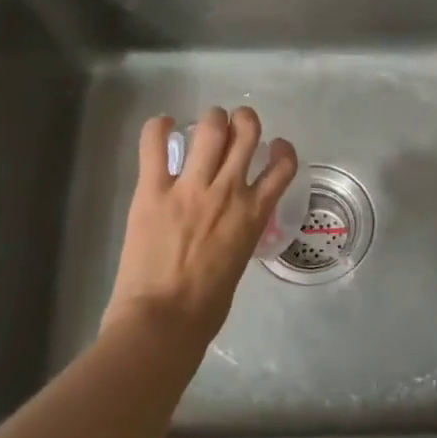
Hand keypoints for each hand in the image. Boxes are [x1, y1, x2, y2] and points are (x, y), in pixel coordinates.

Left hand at [103, 106, 297, 352]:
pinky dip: (158, 128)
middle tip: (236, 123)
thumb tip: (231, 223)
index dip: (283, 150)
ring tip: (207, 122)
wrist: (164, 318)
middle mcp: (228, 191)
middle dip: (244, 120)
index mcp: (254, 214)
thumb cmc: (207, 305)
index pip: (283, 167)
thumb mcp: (239, 261)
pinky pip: (155, 145)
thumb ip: (240, 232)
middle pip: (246, 134)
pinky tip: (162, 125)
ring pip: (210, 130)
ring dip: (212, 119)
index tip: (276, 147)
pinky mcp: (153, 190)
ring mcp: (190, 187)